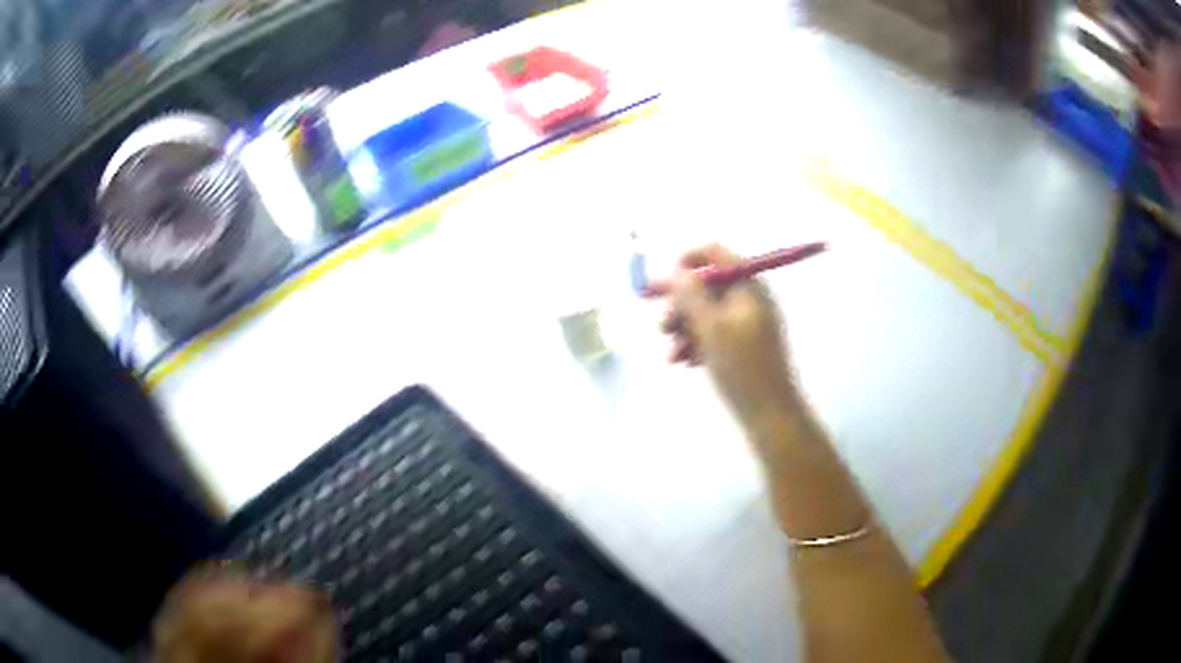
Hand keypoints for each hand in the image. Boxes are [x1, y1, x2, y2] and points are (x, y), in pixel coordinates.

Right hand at [650, 244, 799, 423]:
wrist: (770, 414)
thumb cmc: (742, 367)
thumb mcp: (711, 328)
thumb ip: (692, 295)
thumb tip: (677, 271)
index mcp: (748, 286)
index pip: (716, 253)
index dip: (687, 260)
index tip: (664, 282)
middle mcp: (748, 299)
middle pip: (707, 285)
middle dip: (681, 304)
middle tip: (661, 325)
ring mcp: (747, 323)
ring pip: (706, 312)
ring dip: (684, 328)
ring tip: (672, 353)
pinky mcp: (743, 346)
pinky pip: (713, 333)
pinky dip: (696, 343)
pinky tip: (684, 362)